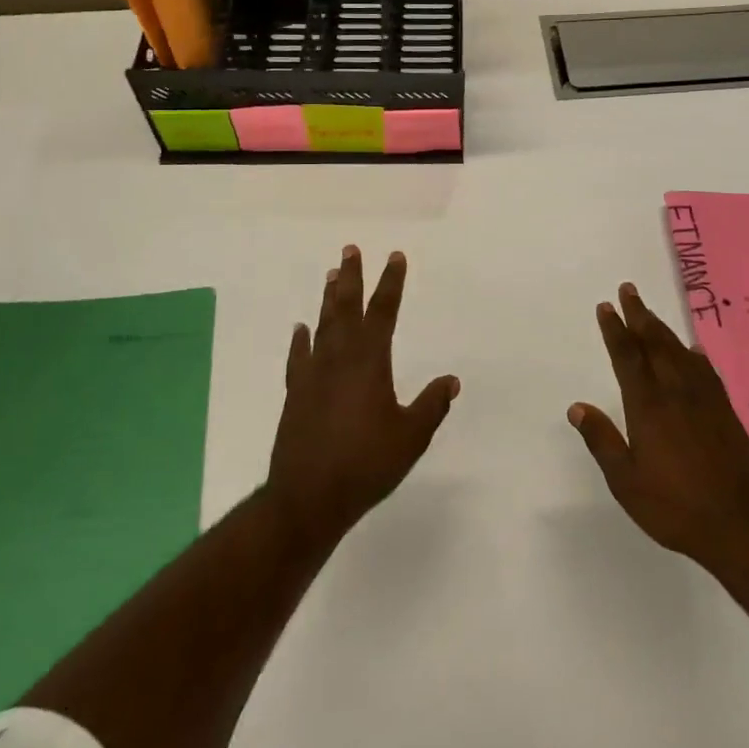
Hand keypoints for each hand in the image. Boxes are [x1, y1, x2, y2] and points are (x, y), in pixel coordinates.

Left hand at [265, 246, 459, 548]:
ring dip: (327, 299)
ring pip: (322, 325)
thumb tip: (452, 380)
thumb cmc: (366, 464)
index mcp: (370, 361)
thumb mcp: (411, 436)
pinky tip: (301, 330)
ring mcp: (313, 374)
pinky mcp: (296, 394)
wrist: (308, 498)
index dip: (391, 282)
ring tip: (330, 274)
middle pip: (346, 307)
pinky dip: (301, 340)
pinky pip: (299, 357)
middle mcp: (339, 358)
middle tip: (350, 249)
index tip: (395, 256)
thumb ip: (432, 405)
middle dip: (351, 277)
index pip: (383, 311)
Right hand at [569, 283, 748, 566]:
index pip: (627, 357)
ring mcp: (703, 398)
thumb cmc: (676, 506)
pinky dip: (694, 354)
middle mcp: (675, 391)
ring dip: (662, 328)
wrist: (742, 523)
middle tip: (628, 289)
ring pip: (678, 351)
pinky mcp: (725, 409)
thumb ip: (603, 441)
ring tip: (649, 312)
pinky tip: (692, 349)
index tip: (606, 307)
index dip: (615, 330)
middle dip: (639, 315)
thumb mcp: (627, 482)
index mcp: (648, 406)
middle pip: (654, 343)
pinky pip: (704, 369)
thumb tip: (577, 407)